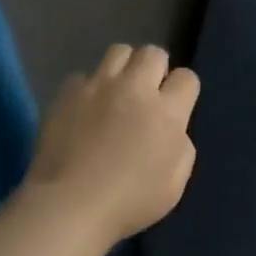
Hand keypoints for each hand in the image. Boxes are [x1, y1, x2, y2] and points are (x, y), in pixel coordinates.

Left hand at [22, 44, 200, 245]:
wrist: (69, 204)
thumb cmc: (128, 202)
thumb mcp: (174, 185)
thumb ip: (181, 148)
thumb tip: (173, 130)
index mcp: (166, 112)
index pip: (187, 77)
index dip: (183, 90)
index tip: (175, 107)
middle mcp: (135, 88)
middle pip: (153, 53)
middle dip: (155, 69)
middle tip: (146, 94)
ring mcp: (99, 85)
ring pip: (119, 51)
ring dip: (124, 68)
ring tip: (116, 91)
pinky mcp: (68, 92)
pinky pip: (84, 76)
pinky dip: (88, 88)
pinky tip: (84, 109)